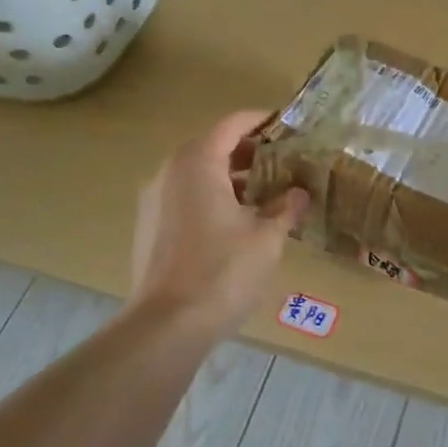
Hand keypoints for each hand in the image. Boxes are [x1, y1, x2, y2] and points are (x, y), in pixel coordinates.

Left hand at [130, 111, 309, 338]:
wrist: (167, 324)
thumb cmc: (223, 271)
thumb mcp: (266, 237)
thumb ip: (284, 208)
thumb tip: (298, 193)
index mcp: (198, 162)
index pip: (232, 124)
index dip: (262, 121)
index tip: (287, 126)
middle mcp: (170, 172)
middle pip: (212, 145)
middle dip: (248, 151)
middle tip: (282, 162)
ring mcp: (154, 200)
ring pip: (197, 173)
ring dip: (230, 176)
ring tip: (265, 194)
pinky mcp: (149, 226)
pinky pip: (184, 196)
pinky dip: (211, 196)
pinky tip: (236, 222)